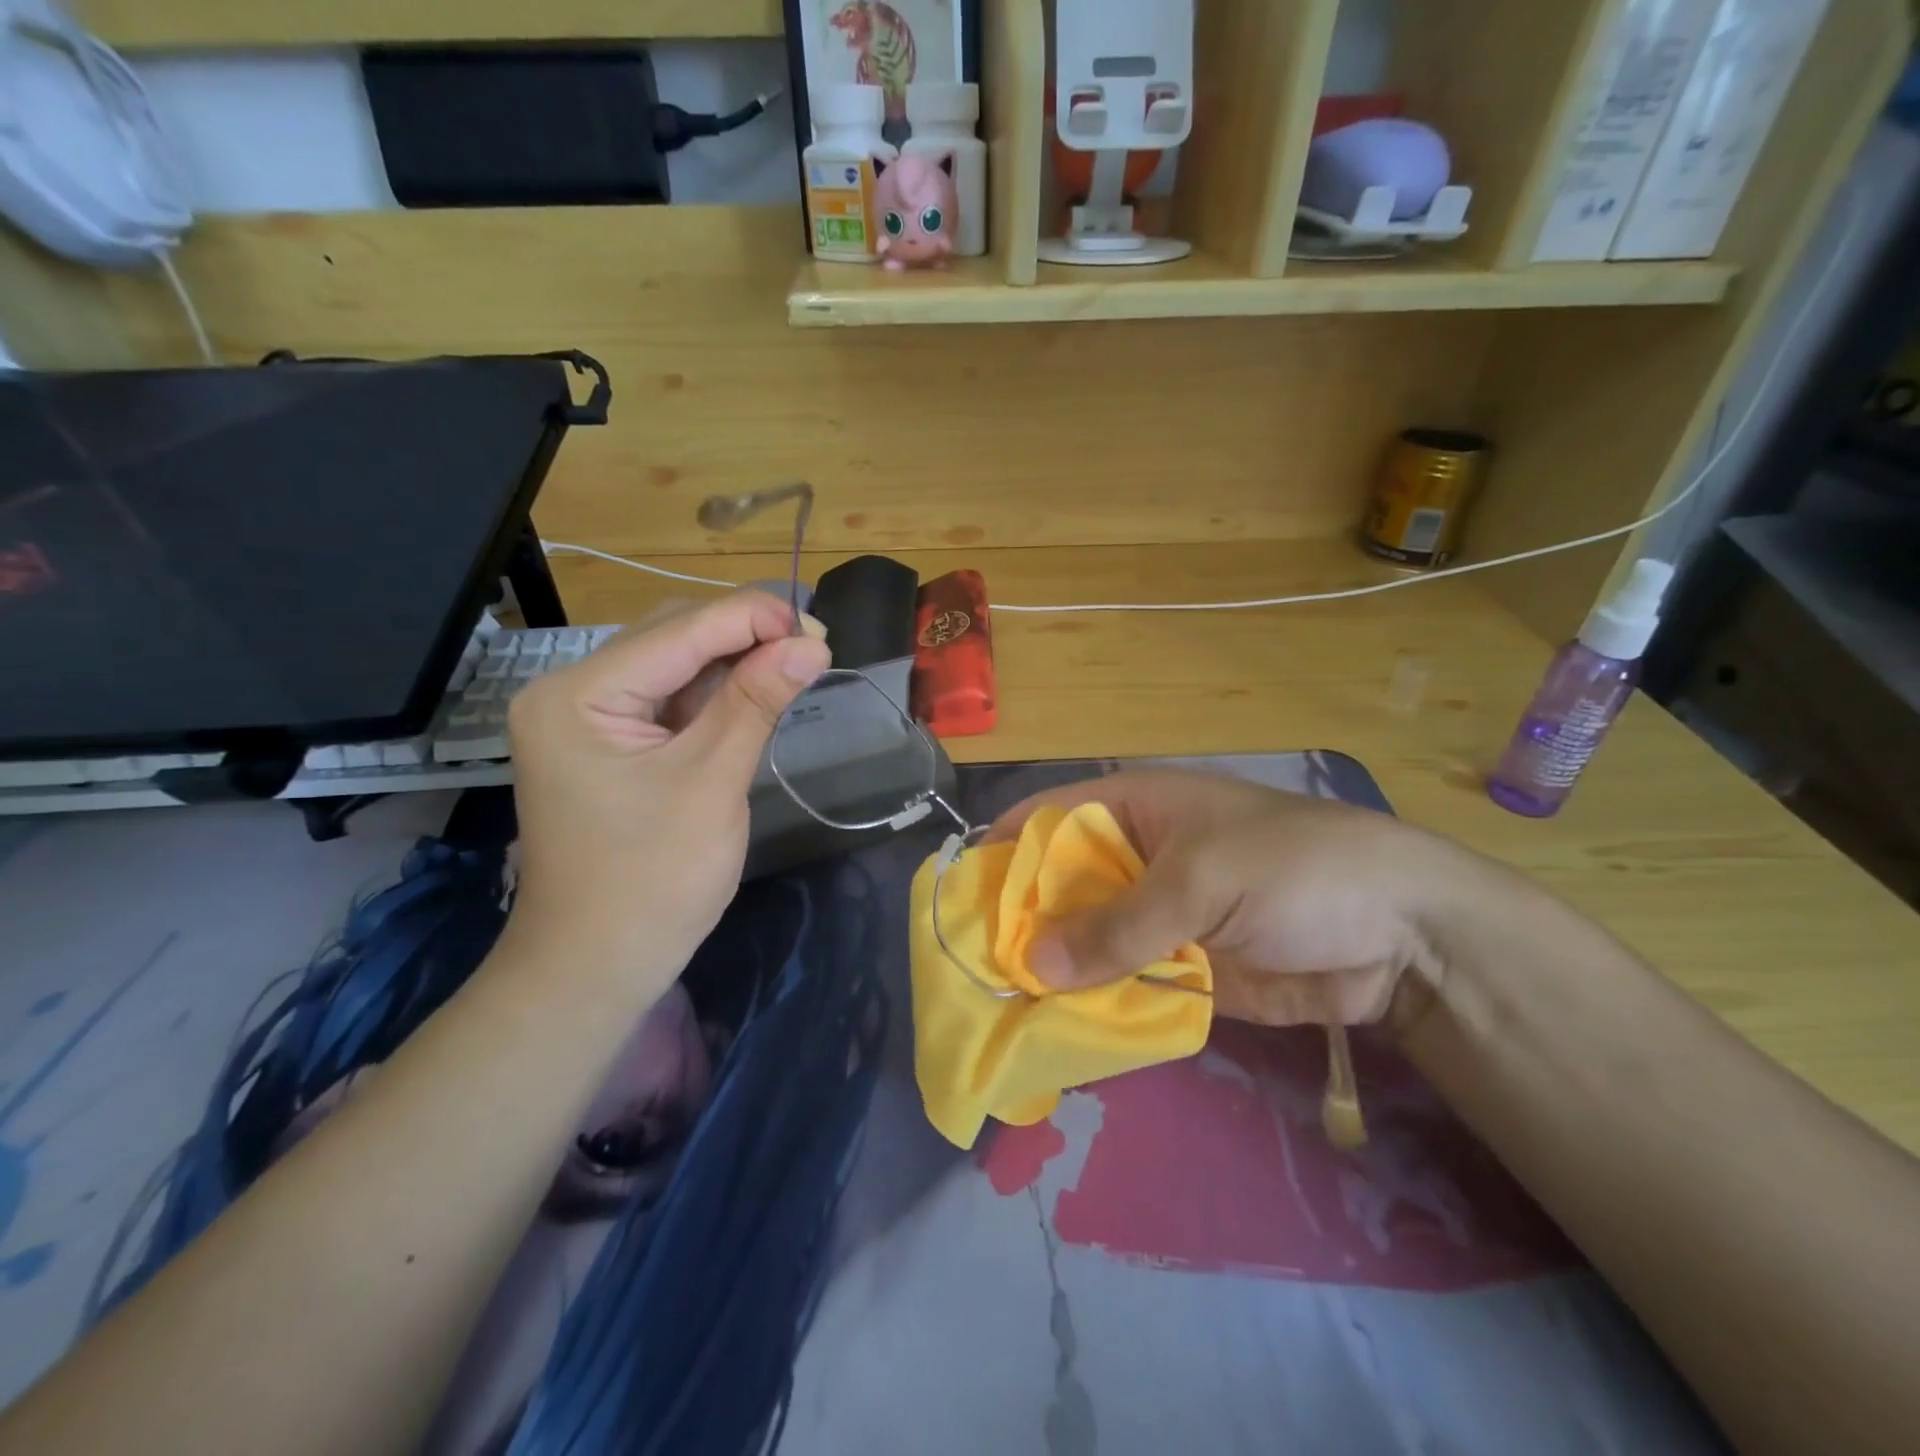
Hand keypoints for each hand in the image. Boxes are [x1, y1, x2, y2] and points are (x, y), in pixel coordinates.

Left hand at [503, 592, 830, 991]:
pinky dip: (716, 695)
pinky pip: (669, 702)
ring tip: (796, 661)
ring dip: (734, 663)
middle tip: (812, 644)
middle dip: (744, 636)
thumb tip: (812, 642)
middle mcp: (571, 692)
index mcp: (577, 695)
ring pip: (674, 667)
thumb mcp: (712, 781)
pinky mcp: (609, 745)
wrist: (597, 965)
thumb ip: (757, 701)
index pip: (678, 632)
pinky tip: (757, 691)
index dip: (751, 619)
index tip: (818, 625)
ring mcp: (587, 720)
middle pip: (671, 639)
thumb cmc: (653, 880)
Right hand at [988, 769, 1463, 1028]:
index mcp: (1131, 809)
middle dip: (1017, 923)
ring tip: (994, 1011)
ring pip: (1083, 941)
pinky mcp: (1178, 968)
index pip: (1045, 820)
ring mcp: (1154, 916)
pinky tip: (1052, 1032)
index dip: (1001, 853)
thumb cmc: (1292, 870)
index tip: (958, 901)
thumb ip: (1117, 925)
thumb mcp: (1199, 882)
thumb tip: (1034, 966)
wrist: (1398, 934)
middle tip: (968, 972)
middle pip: (1055, 886)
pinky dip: (1091, 1004)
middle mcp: (1132, 858)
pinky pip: (1120, 983)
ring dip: (1049, 971)